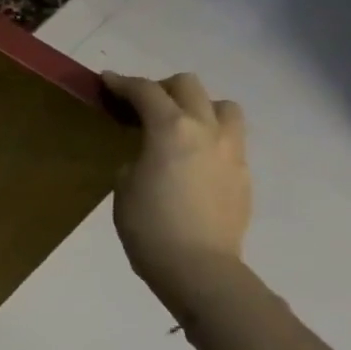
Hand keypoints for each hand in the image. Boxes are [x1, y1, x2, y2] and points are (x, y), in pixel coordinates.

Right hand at [102, 71, 251, 306]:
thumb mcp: (124, 185)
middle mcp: (206, 131)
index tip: (106, 81)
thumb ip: (138, 158)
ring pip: (223, 107)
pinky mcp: (244, 175)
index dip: (122, 83)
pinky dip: (210, 137)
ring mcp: (231, 152)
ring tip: (179, 127)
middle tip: (142, 104)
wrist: (199, 268)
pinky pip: (230, 140)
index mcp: (170, 130)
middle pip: (188, 86)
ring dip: (198, 107)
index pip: (145, 91)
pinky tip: (193, 161)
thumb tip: (150, 157)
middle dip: (162, 87)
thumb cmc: (148, 226)